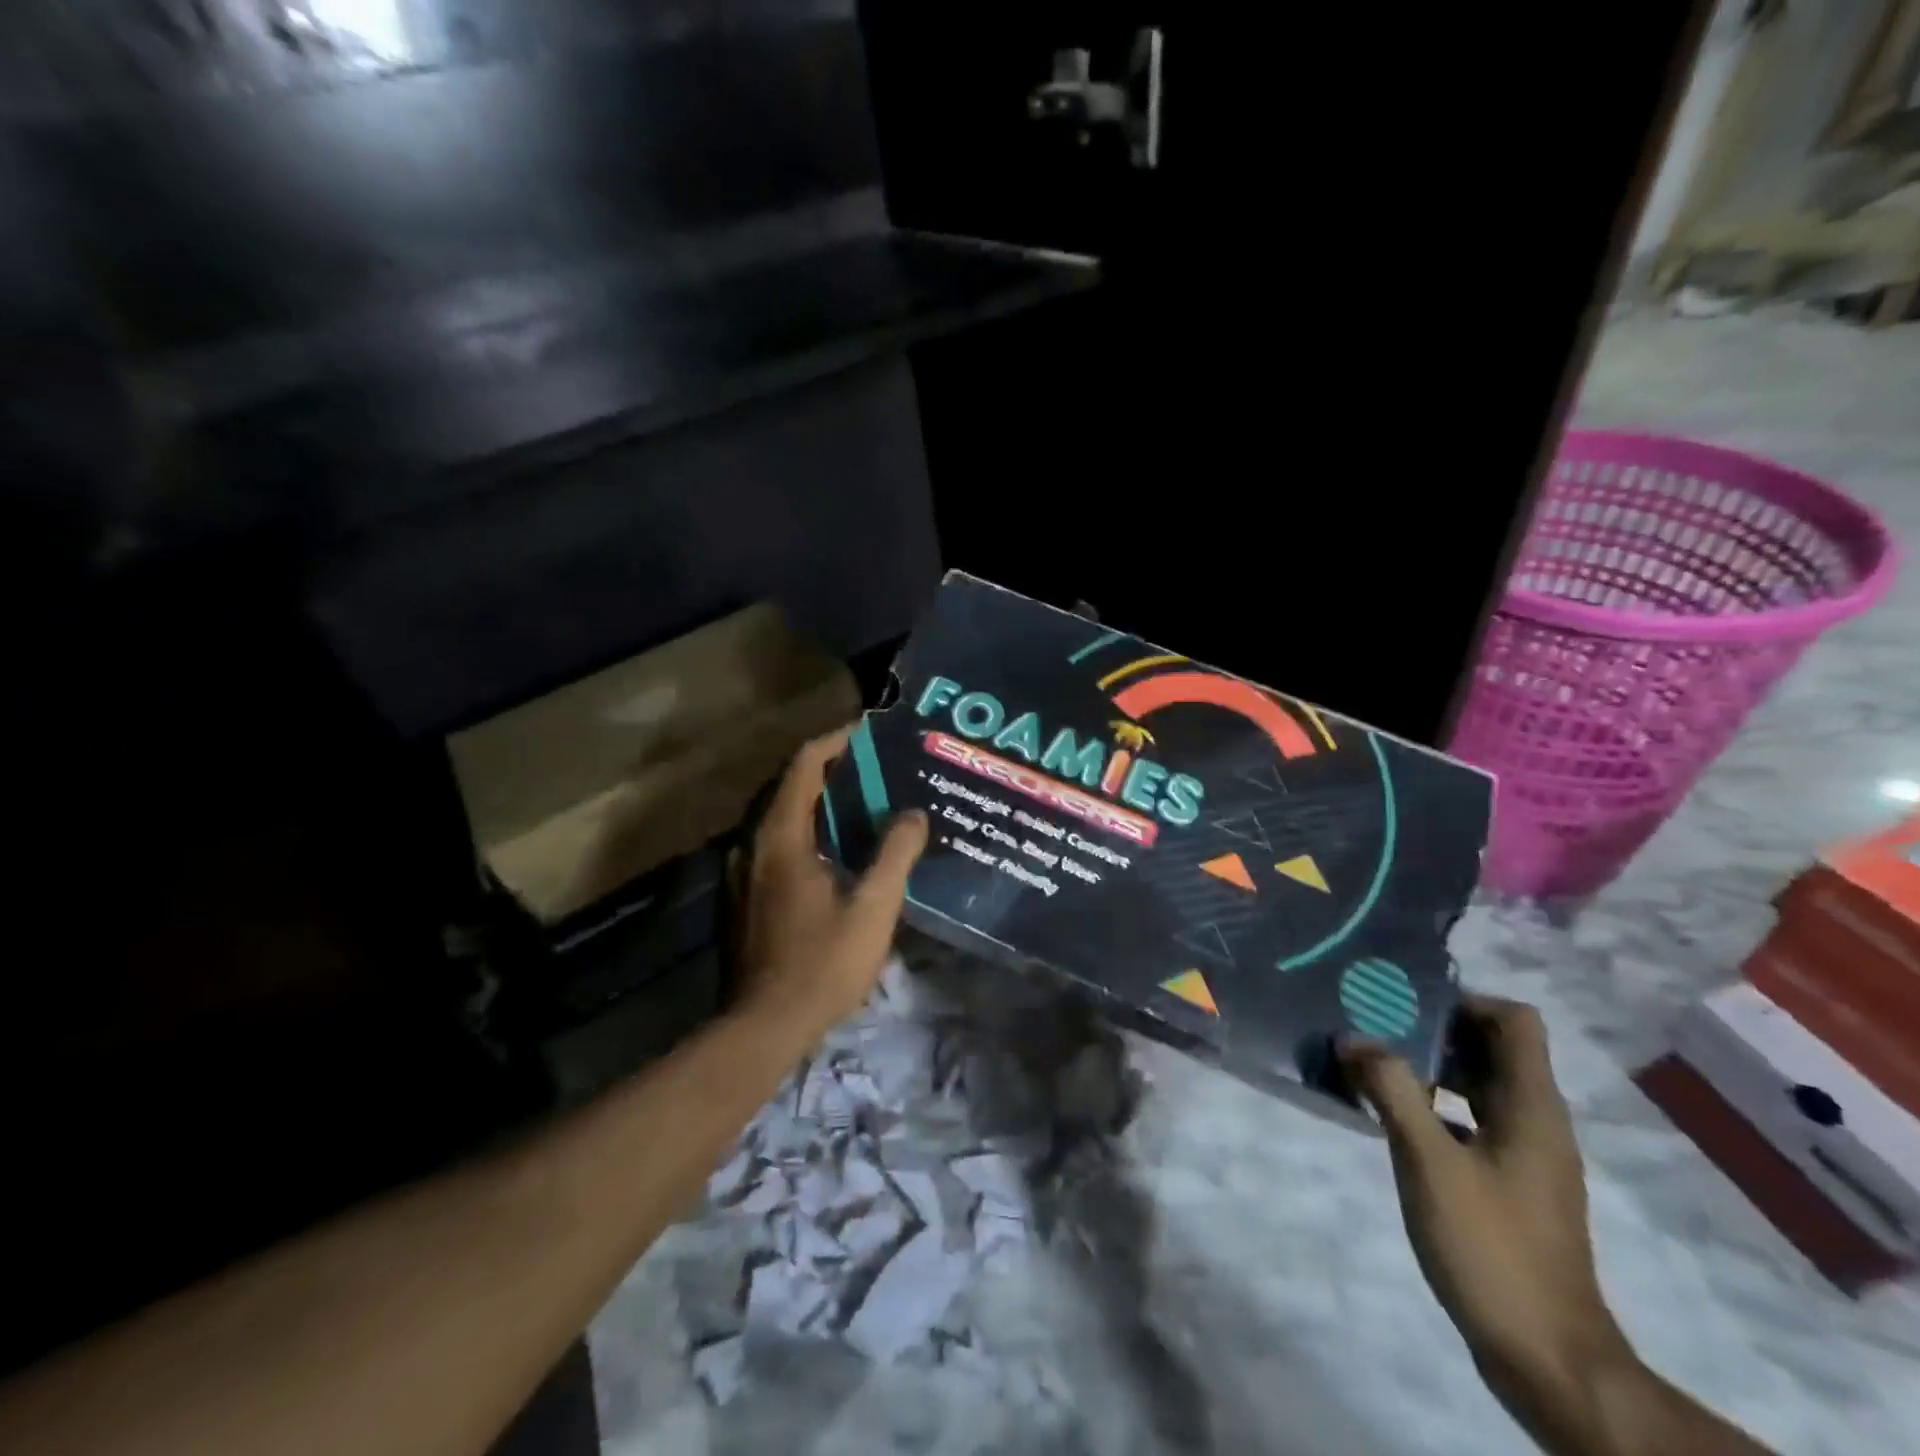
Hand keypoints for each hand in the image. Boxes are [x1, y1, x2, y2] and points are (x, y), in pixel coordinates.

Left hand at [734, 727, 927, 1038]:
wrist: (764, 1027)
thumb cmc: (822, 964)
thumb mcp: (873, 909)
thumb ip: (895, 855)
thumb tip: (913, 814)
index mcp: (781, 838)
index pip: (803, 766)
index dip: (835, 742)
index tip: (868, 733)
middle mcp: (753, 845)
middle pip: (789, 787)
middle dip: (829, 770)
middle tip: (874, 767)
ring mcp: (743, 872)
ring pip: (780, 818)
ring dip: (817, 802)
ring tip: (861, 803)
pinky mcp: (743, 897)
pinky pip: (776, 844)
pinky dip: (806, 830)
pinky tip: (835, 851)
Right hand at [1340, 995, 1631, 1402]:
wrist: (1545, 1356)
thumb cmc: (1490, 1246)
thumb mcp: (1428, 1161)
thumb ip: (1391, 1091)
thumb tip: (1353, 1037)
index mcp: (1533, 1108)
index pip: (1515, 1022)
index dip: (1466, 1002)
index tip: (1408, 1007)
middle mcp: (1536, 1122)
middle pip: (1494, 1048)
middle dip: (1435, 1030)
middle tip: (1375, 1027)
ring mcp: (1525, 1156)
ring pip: (1479, 1085)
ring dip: (1430, 1068)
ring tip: (1373, 1065)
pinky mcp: (1509, 1185)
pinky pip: (1471, 1121)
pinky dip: (1434, 1106)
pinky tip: (1390, 1119)